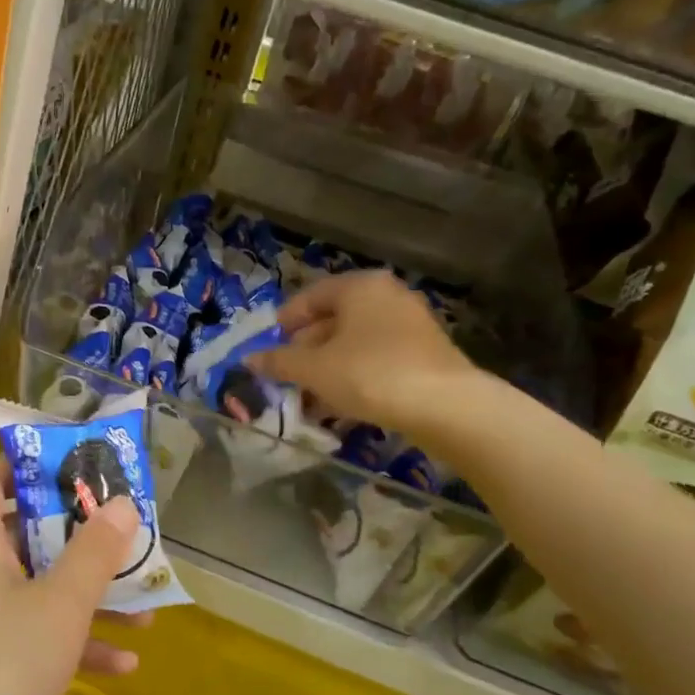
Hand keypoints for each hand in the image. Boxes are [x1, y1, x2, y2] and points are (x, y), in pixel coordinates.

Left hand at [0, 459, 147, 694]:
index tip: (77, 469)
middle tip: (125, 534)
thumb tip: (121, 502)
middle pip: (22, 535)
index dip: (25, 466)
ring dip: (86, 596)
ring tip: (145, 607)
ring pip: (36, 593)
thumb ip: (94, 552)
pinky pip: (33, 642)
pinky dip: (73, 646)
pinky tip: (124, 667)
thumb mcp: (60, 606)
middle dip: (76, 536)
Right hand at [247, 270, 488, 448]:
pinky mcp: (424, 355)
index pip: (311, 296)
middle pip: (333, 320)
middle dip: (305, 351)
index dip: (284, 321)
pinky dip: (353, 377)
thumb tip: (248, 359)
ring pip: (354, 344)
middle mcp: (387, 297)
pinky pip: (376, 359)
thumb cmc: (369, 374)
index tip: (267, 347)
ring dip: (326, 369)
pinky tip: (339, 406)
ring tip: (307, 398)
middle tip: (285, 377)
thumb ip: (279, 362)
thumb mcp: (313, 369)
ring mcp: (410, 325)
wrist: (445, 406)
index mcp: (360, 287)